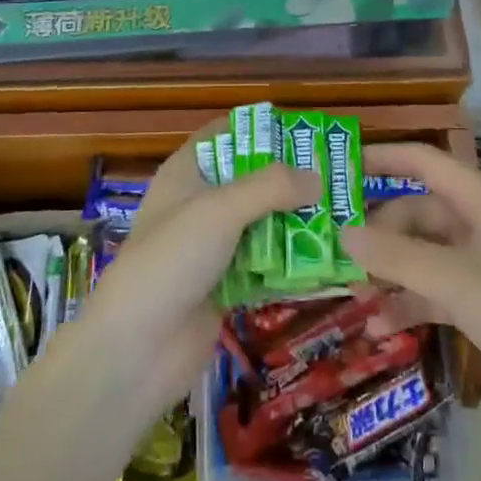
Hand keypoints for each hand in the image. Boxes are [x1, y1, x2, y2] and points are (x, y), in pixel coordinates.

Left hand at [80, 124, 319, 415]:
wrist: (136, 350)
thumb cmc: (171, 260)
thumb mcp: (219, 210)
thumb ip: (271, 187)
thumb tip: (318, 177)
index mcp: (187, 172)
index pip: (226, 135)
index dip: (263, 130)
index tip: (308, 133)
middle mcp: (200, 203)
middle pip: (252, 180)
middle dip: (292, 179)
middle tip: (340, 178)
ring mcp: (213, 246)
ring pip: (263, 222)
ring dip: (297, 221)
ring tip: (345, 215)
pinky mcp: (226, 284)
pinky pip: (266, 263)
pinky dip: (291, 260)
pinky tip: (329, 258)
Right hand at [340, 143, 480, 445]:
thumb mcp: (458, 282)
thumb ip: (397, 256)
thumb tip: (342, 232)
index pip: (422, 161)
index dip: (380, 158)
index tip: (335, 169)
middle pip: (417, 212)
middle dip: (378, 232)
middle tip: (337, 256)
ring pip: (423, 254)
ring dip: (389, 272)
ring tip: (352, 295)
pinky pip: (435, 290)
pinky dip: (408, 303)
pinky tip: (379, 326)